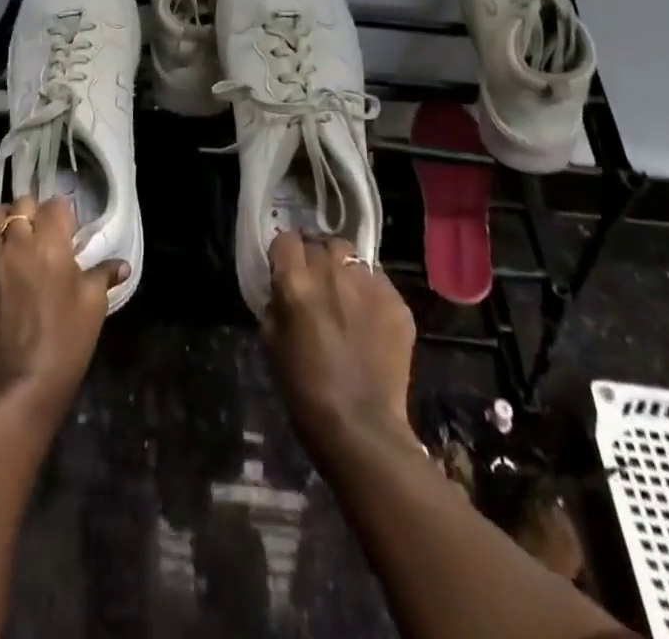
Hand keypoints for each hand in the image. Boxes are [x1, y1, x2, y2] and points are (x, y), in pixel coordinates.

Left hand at [0, 195, 123, 422]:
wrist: (18, 390)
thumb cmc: (65, 342)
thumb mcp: (94, 307)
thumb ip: (103, 276)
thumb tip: (120, 265)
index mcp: (49, 243)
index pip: (55, 204)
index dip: (65, 212)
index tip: (73, 229)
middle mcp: (17, 244)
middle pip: (20, 204)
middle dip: (34, 210)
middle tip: (48, 231)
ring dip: (9, 222)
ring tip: (23, 241)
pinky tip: (13, 276)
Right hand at [262, 232, 416, 458]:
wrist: (361, 428)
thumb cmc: (305, 390)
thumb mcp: (272, 343)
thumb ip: (276, 304)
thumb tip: (281, 288)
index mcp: (296, 281)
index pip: (286, 239)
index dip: (285, 254)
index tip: (286, 270)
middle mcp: (332, 271)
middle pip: (321, 243)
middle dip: (316, 259)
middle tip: (317, 285)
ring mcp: (368, 283)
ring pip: (352, 256)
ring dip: (344, 270)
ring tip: (346, 297)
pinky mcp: (396, 301)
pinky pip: (378, 282)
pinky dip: (370, 293)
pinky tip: (369, 320)